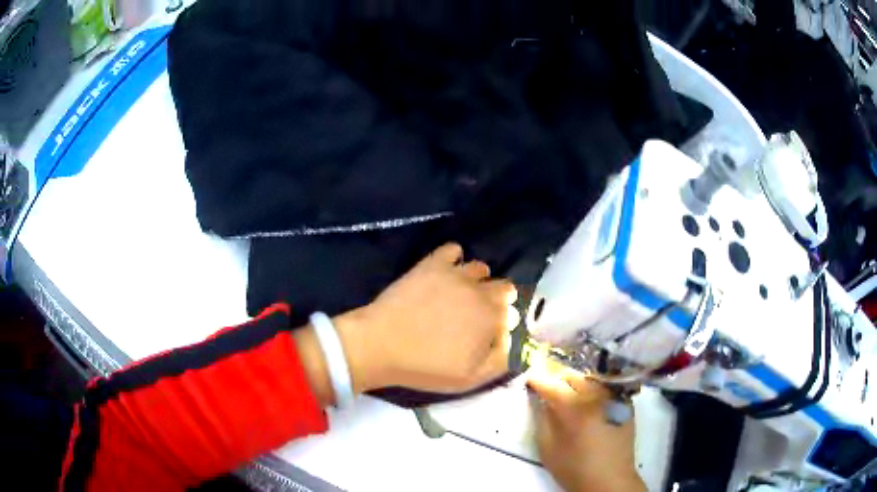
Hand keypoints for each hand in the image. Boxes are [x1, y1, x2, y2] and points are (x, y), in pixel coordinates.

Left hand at [336, 243, 517, 393]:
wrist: (381, 345)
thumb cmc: (426, 367)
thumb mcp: (469, 378)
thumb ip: (499, 360)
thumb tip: (510, 341)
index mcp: (491, 318)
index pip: (512, 313)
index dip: (505, 322)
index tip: (492, 332)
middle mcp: (480, 291)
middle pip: (503, 287)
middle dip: (498, 299)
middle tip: (479, 314)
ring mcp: (455, 274)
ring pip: (480, 268)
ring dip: (479, 279)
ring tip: (463, 293)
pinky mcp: (432, 264)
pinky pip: (453, 249)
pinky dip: (454, 257)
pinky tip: (447, 270)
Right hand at [528, 370, 645, 491]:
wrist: (610, 479)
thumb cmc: (575, 469)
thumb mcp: (548, 450)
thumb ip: (543, 421)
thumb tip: (542, 401)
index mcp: (575, 409)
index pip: (552, 385)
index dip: (538, 380)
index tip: (528, 379)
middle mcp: (596, 397)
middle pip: (573, 376)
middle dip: (557, 379)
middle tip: (547, 387)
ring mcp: (613, 398)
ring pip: (590, 378)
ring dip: (575, 382)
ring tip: (566, 392)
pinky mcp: (624, 403)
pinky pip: (605, 388)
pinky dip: (593, 389)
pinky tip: (588, 401)